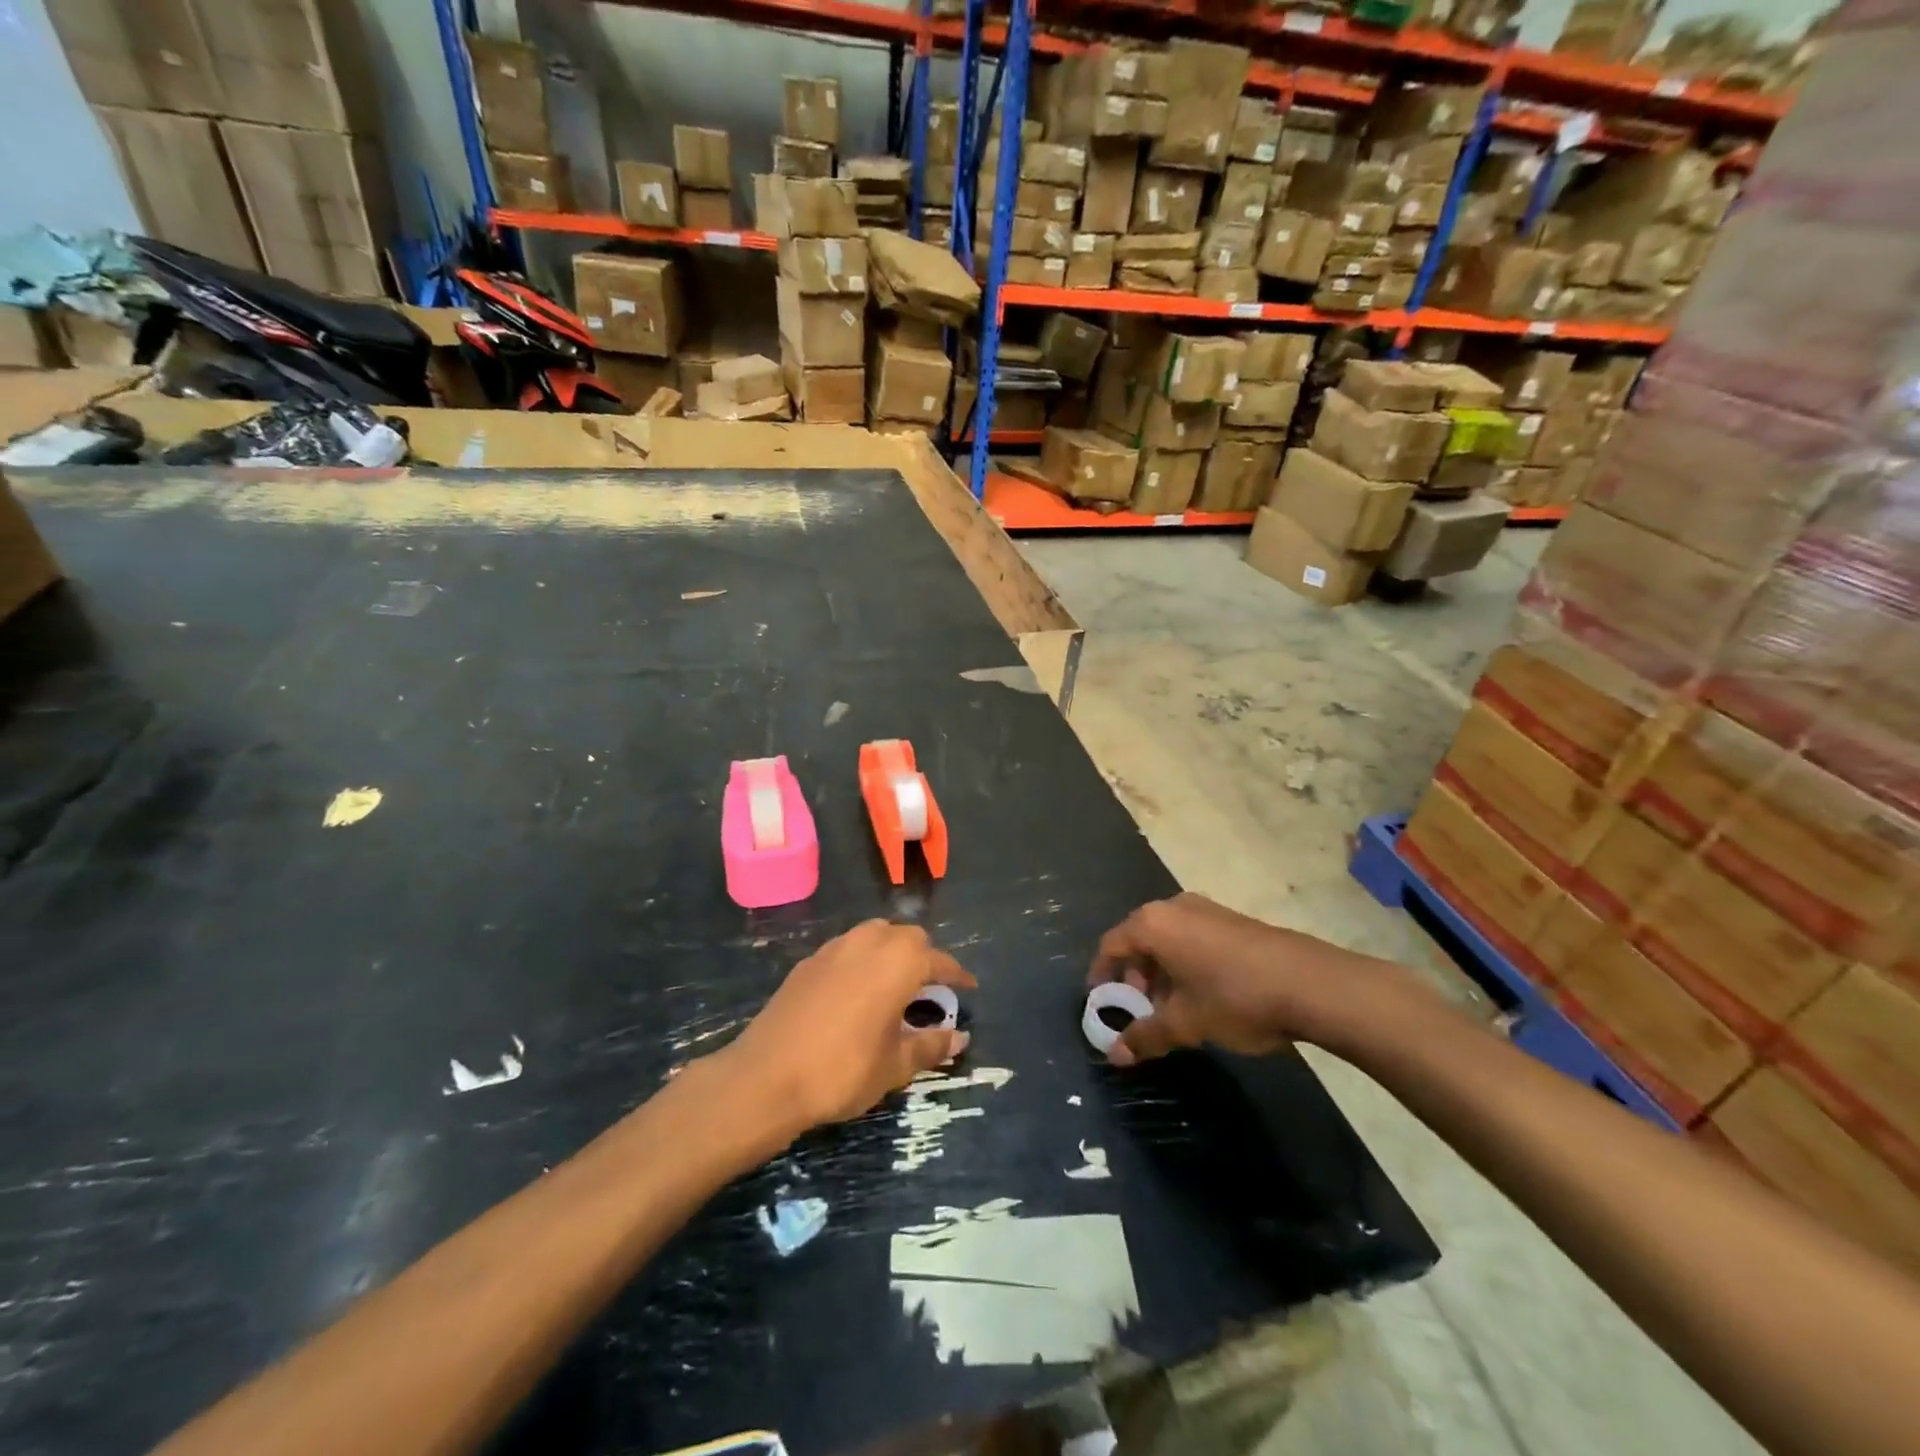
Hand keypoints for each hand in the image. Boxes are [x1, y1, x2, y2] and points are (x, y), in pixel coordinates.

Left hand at [721, 920, 976, 1133]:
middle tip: (931, 988)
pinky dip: (862, 960)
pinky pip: (847, 949)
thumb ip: (930, 1045)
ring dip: (891, 952)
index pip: (939, 961)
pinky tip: (857, 992)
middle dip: (924, 957)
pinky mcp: (808, 962)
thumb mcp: (895, 1065)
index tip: (969, 987)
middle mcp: (869, 942)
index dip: (957, 975)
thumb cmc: (843, 1070)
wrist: (767, 1076)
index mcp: (899, 962)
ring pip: (874, 935)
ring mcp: (835, 948)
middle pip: (907, 937)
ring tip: (895, 984)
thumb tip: (960, 1038)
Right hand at [1087, 893, 1399, 1065]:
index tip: (1101, 999)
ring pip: (1169, 939)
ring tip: (1172, 1008)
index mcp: (1154, 924)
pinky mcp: (1232, 920)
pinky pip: (1192, 938)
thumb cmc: (1234, 997)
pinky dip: (1185, 963)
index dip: (1102, 973)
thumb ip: (1146, 1036)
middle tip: (1139, 1008)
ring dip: (1162, 972)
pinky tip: (1203, 994)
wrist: (1310, 983)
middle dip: (1135, 975)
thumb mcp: (1186, 1023)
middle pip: (1140, 939)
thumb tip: (1115, 1056)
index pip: (1112, 944)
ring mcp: (1207, 910)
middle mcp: (1175, 907)